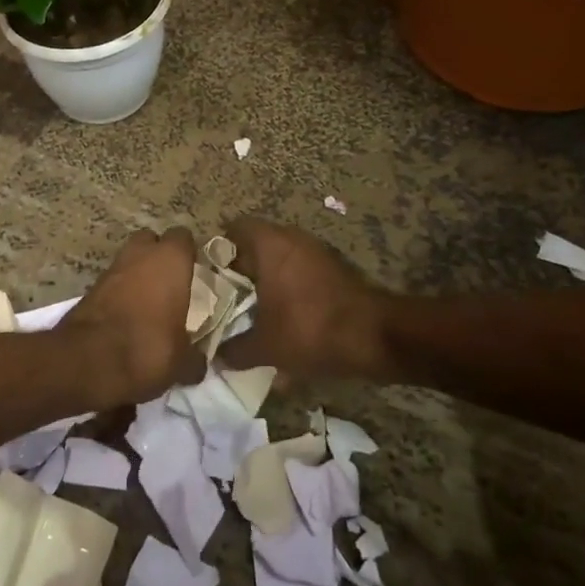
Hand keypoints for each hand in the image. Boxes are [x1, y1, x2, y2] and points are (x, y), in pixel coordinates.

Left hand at [59, 228, 201, 406]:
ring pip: (128, 261)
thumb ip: (194, 358)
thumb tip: (198, 363)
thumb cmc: (148, 348)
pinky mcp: (89, 288)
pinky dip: (119, 295)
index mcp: (170, 260)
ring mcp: (111, 269)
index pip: (183, 237)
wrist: (87, 361)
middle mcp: (139, 255)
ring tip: (149, 306)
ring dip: (137, 276)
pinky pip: (112, 283)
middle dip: (158, 257)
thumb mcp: (182, 362)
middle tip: (170, 284)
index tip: (194, 271)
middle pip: (150, 241)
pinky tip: (126, 319)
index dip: (188, 252)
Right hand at [220, 217, 388, 379]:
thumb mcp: (266, 347)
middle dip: (240, 271)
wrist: (377, 337)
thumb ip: (235, 350)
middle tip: (224, 299)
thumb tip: (216, 357)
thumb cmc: (311, 329)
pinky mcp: (334, 270)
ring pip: (280, 261)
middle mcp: (292, 239)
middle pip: (256, 246)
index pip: (234, 228)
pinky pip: (299, 273)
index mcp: (270, 244)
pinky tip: (282, 320)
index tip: (207, 277)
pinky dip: (288, 290)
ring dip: (266, 282)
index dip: (217, 250)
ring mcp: (316, 252)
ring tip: (251, 313)